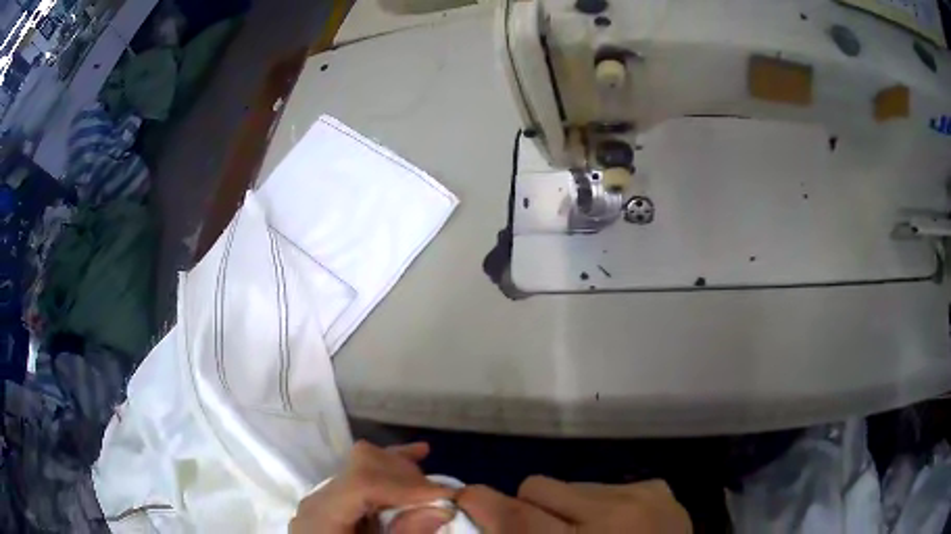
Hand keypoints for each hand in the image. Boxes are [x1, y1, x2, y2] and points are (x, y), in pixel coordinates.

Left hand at [290, 441, 456, 533]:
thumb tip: (442, 508)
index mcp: (323, 514)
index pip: (363, 483)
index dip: (406, 485)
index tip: (446, 495)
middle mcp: (321, 495)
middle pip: (364, 466)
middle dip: (408, 477)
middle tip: (442, 497)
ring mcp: (327, 492)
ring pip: (364, 461)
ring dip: (403, 470)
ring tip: (433, 487)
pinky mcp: (337, 496)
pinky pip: (363, 472)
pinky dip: (391, 466)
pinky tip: (418, 453)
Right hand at [458, 476, 691, 532]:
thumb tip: (490, 523)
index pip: (517, 516)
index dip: (481, 503)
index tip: (466, 500)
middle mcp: (614, 514)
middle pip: (538, 486)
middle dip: (530, 509)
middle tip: (543, 532)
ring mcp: (642, 495)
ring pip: (571, 484)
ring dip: (567, 508)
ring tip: (588, 533)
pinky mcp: (658, 487)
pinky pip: (604, 484)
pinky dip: (599, 505)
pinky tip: (616, 527)